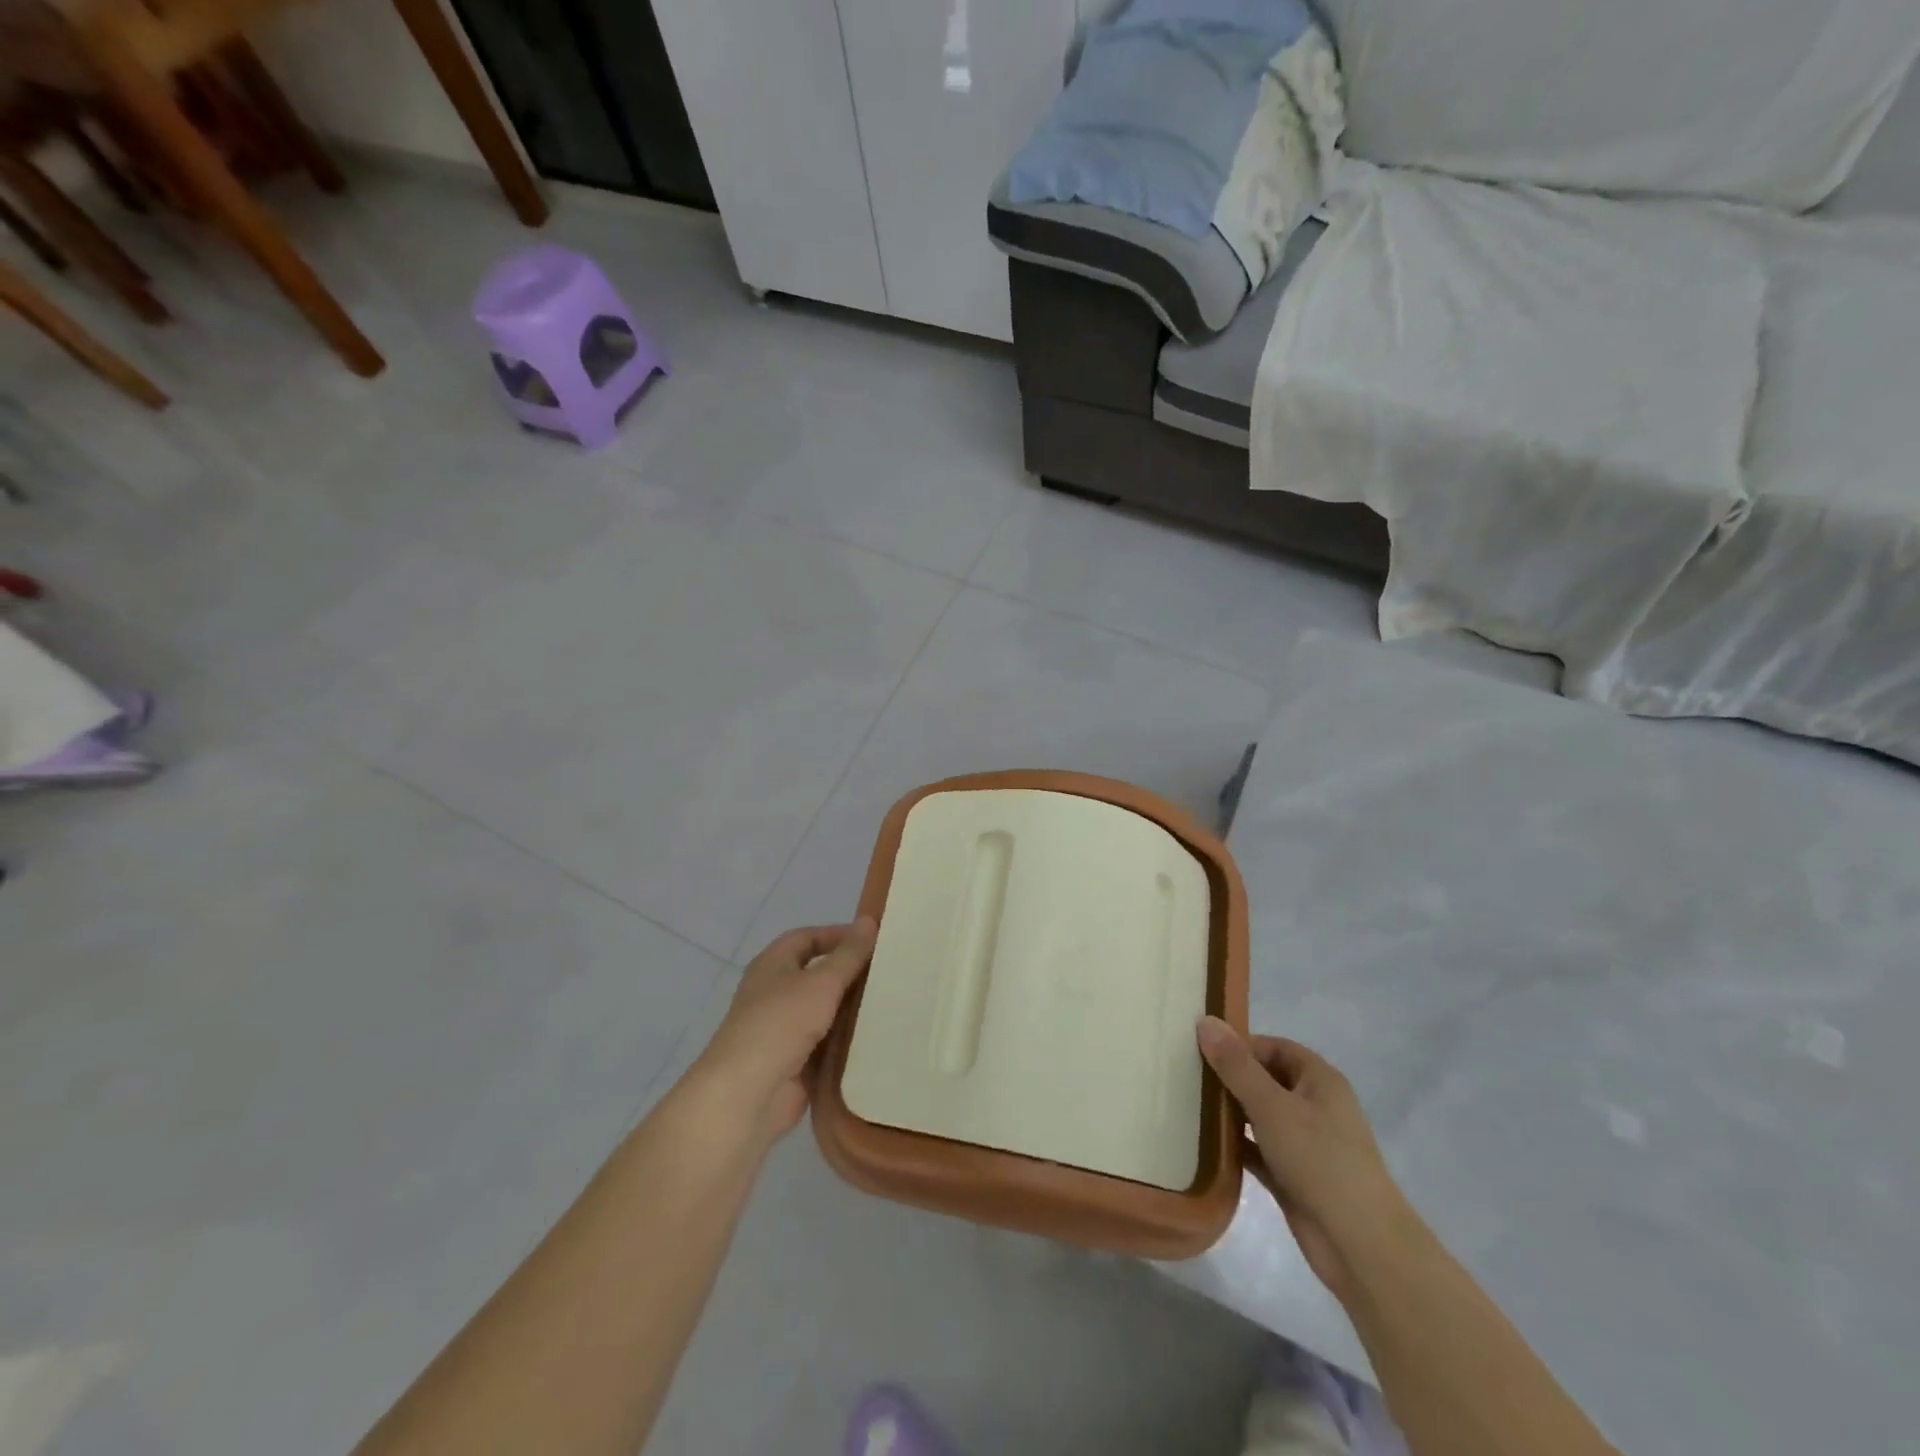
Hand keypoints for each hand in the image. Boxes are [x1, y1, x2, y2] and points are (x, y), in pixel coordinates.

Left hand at [693, 919, 876, 1141]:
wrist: (748, 1094)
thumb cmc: (781, 1024)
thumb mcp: (821, 982)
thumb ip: (848, 954)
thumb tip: (869, 920)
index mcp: (773, 965)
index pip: (807, 937)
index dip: (837, 935)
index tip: (872, 940)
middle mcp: (774, 993)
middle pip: (816, 975)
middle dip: (849, 974)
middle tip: (888, 972)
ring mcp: (783, 1030)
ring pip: (823, 1012)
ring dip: (850, 1010)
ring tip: (891, 1003)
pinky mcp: (793, 1063)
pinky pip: (825, 1045)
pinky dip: (846, 1042)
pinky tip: (876, 1039)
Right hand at [1197, 1017, 1415, 1302]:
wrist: (1361, 1246)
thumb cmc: (1320, 1160)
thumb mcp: (1272, 1106)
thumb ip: (1236, 1065)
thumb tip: (1205, 1021)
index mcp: (1319, 1080)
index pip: (1273, 1046)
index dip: (1239, 1045)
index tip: (1199, 1049)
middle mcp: (1314, 1105)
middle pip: (1265, 1079)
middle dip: (1229, 1077)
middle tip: (1186, 1075)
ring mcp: (1305, 1143)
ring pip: (1260, 1115)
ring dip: (1230, 1112)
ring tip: (1187, 1104)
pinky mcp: (1293, 1176)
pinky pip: (1258, 1150)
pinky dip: (1236, 1146)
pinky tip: (1204, 1143)